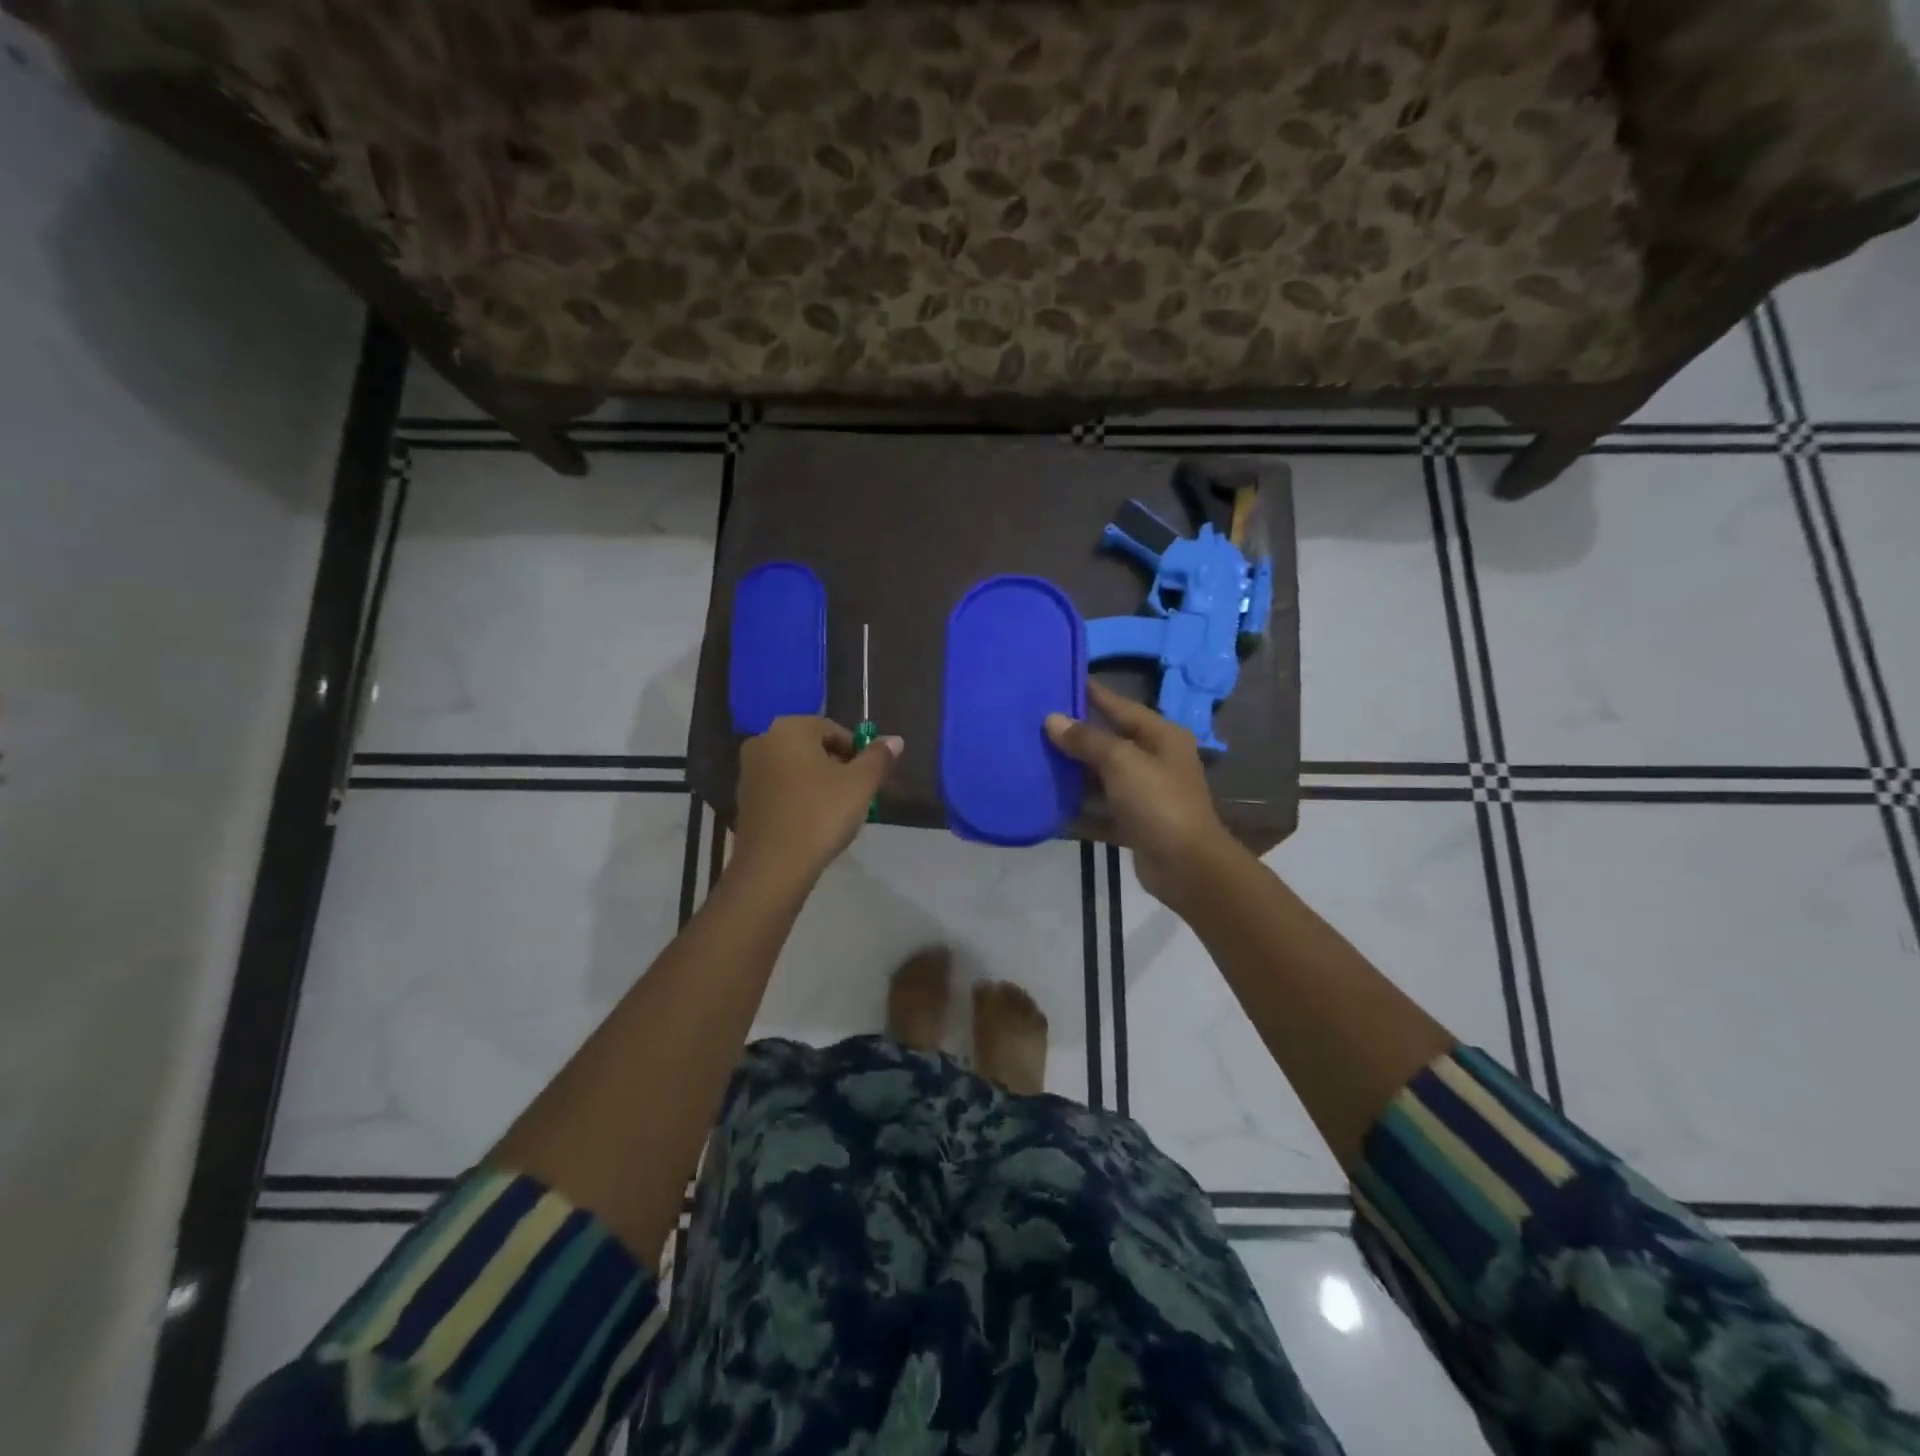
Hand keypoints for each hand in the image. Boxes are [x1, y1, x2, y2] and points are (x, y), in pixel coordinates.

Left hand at [732, 716, 901, 885]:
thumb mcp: (861, 784)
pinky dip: (800, 798)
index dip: (858, 752)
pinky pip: (781, 789)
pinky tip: (813, 823)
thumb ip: (879, 757)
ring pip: (797, 769)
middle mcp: (763, 741)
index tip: (869, 779)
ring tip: (837, 812)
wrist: (774, 866)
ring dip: (819, 783)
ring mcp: (749, 771)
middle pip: (813, 747)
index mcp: (790, 728)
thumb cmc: (821, 814)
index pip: (834, 730)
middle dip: (839, 767)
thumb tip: (894, 740)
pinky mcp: (744, 799)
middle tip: (857, 796)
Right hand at [1046, 682, 1236, 906]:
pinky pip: (1099, 811)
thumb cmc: (1158, 803)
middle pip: (1108, 741)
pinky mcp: (1134, 824)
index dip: (1091, 693)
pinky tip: (1048, 806)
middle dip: (1074, 736)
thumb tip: (1052, 719)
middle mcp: (1155, 761)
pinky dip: (1078, 810)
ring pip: (1101, 777)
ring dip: (1073, 773)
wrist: (1187, 867)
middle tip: (1034, 723)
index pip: (1120, 705)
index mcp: (1161, 736)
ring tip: (1033, 759)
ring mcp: (1145, 795)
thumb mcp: (1122, 762)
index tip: (1058, 680)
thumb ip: (1086, 740)